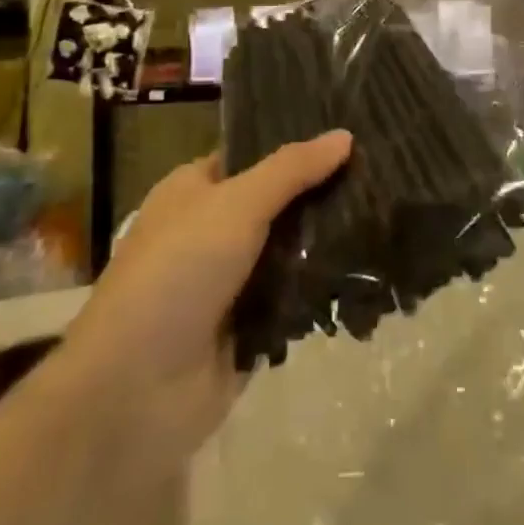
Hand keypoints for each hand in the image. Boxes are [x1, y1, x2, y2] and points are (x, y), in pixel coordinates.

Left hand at [62, 132, 352, 464]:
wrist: (135, 391)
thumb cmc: (176, 275)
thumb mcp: (235, 205)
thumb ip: (291, 170)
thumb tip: (344, 135)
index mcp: (195, 191)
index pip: (254, 155)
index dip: (297, 145)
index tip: (352, 133)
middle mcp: (213, 231)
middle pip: (279, 202)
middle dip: (323, 193)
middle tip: (382, 175)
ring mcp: (232, 281)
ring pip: (292, 249)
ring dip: (329, 241)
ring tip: (388, 216)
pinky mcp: (251, 326)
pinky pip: (296, 296)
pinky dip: (323, 287)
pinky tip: (372, 266)